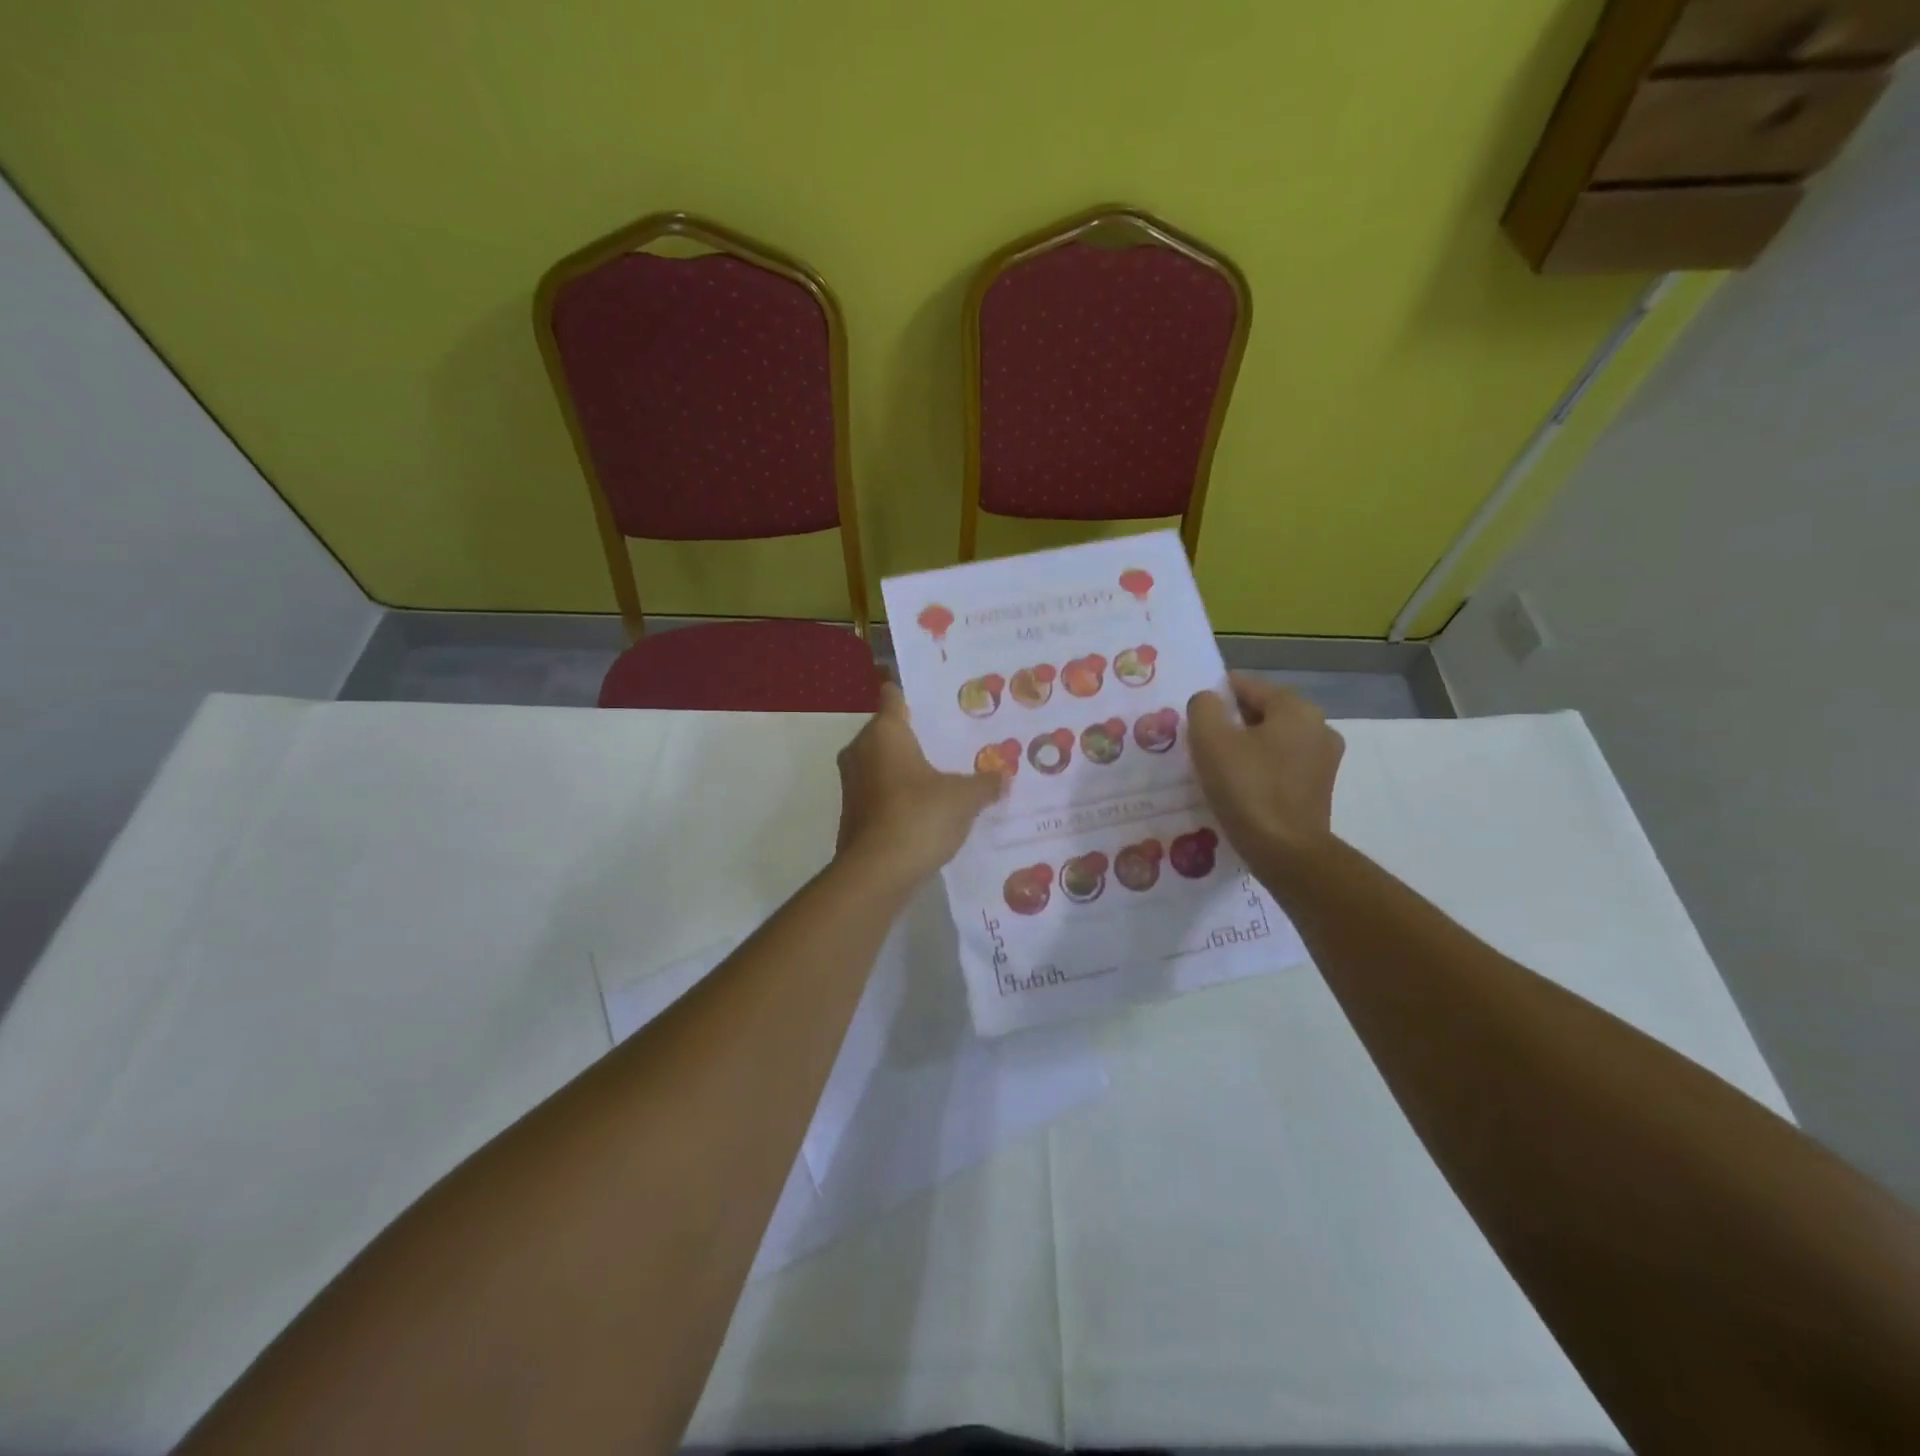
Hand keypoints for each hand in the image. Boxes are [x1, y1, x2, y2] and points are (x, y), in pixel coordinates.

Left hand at [835, 682, 1003, 888]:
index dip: (913, 695)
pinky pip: (880, 791)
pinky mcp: (852, 813)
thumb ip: (985, 783)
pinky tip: (927, 807)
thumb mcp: (963, 798)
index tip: (938, 701)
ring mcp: (852, 783)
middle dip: (917, 736)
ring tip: (945, 773)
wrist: (876, 873)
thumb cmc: (918, 817)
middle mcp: (860, 750)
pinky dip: (899, 794)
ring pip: (882, 763)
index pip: (893, 697)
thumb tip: (1003, 776)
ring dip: (907, 768)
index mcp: (884, 732)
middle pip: (888, 731)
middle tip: (953, 740)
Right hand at [1186, 673, 1344, 867]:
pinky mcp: (1319, 788)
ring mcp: (1324, 759)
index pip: (1248, 685)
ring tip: (1216, 766)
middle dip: (1232, 722)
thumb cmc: (1247, 788)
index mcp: (1296, 708)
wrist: (1285, 852)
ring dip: (1246, 746)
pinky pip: (1282, 765)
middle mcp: (1318, 726)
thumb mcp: (1210, 740)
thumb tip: (1209, 701)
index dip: (1216, 695)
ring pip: (1273, 739)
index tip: (1193, 715)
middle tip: (1200, 742)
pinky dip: (1260, 768)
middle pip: (1263, 712)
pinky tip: (1239, 786)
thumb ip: (1204, 708)